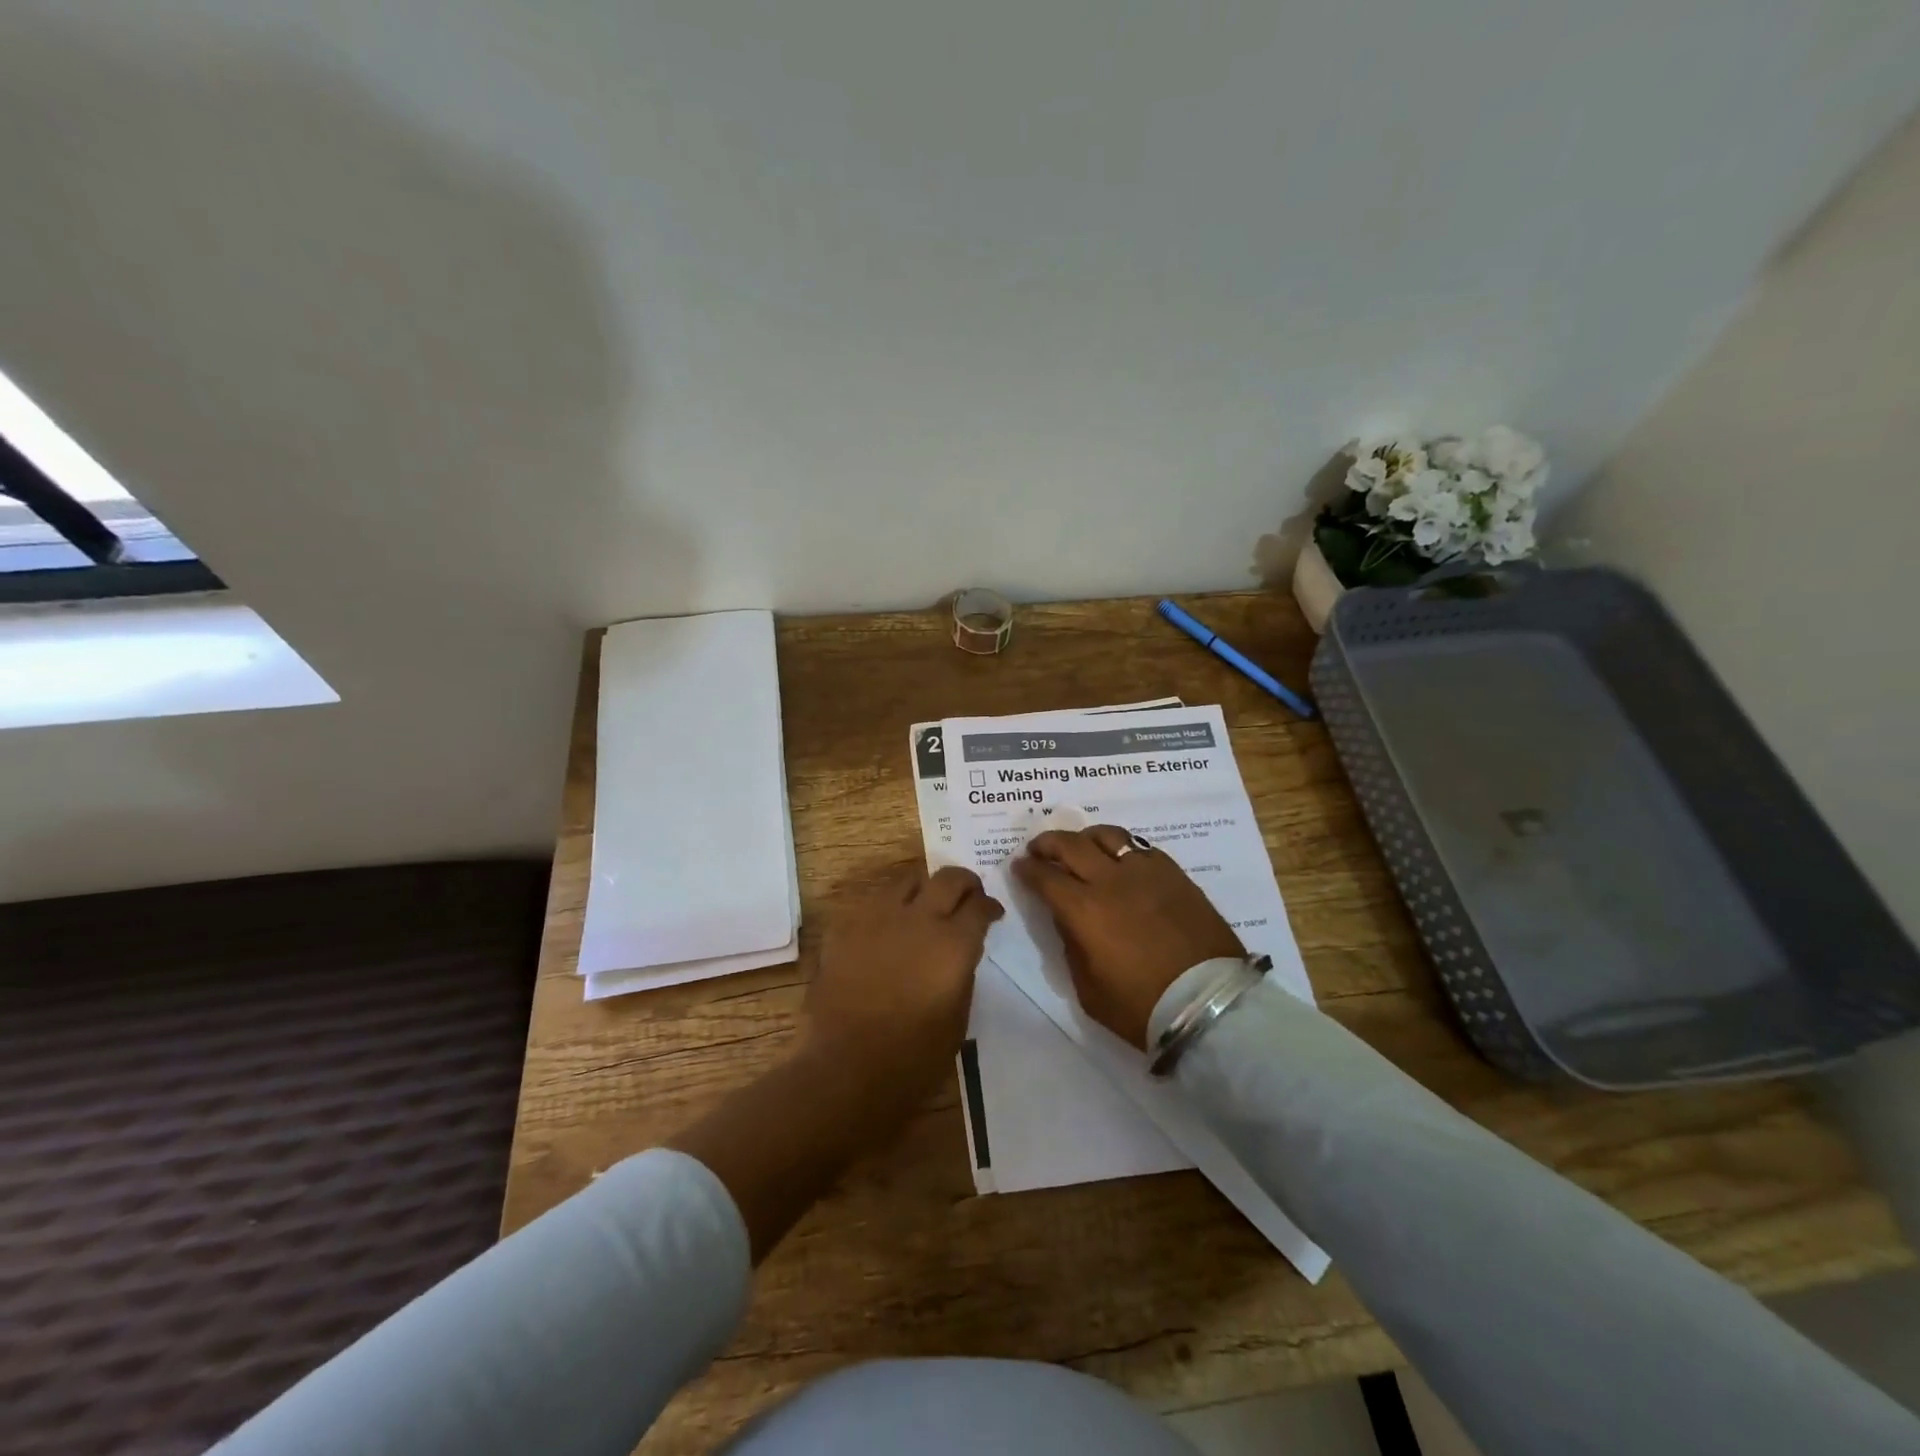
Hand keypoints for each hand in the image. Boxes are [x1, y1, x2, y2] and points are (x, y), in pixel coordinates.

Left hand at [803, 863, 1002, 1101]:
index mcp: (953, 944)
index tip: (993, 914)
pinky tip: (886, 929)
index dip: (990, 907)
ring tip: (924, 906)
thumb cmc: (913, 1059)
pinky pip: (871, 902)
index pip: (980, 905)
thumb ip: (962, 973)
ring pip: (907, 880)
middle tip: (967, 896)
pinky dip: (886, 909)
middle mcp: (918, 919)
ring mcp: (877, 918)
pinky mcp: (845, 927)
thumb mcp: (958, 1019)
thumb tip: (959, 952)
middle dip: (964, 883)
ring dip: (923, 889)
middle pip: (948, 878)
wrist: (845, 1070)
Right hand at [1014, 826, 1243, 1049]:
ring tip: (1080, 847)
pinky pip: (1140, 847)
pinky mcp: (1174, 874)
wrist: (1209, 1007)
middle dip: (1048, 843)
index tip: (1019, 867)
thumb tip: (1067, 919)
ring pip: (1108, 835)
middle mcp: (1111, 881)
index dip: (1027, 869)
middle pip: (1071, 844)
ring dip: (1085, 837)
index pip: (1045, 877)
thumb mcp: (1088, 989)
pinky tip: (1120, 860)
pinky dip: (1121, 848)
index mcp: (1084, 910)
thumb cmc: (1141, 1007)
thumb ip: (1071, 946)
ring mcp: (1146, 872)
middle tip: (1039, 849)